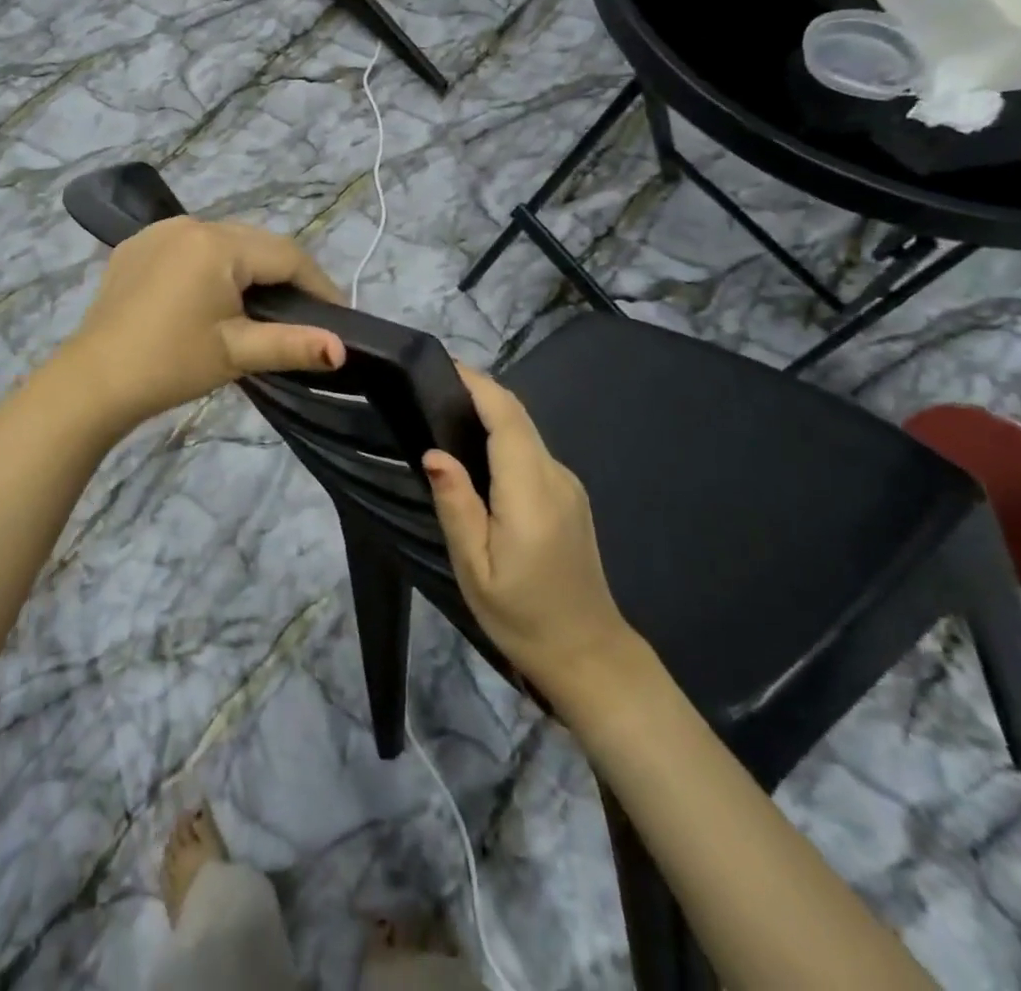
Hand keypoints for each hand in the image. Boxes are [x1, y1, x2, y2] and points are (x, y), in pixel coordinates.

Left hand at [65, 216, 345, 428]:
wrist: (94, 381)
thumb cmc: (171, 365)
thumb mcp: (237, 353)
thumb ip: (293, 344)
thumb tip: (342, 349)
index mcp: (217, 244)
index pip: (286, 255)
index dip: (318, 284)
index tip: (338, 315)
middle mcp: (189, 224)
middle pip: (255, 243)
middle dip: (285, 275)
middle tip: (304, 313)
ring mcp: (158, 232)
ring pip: (223, 242)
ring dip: (248, 268)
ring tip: (262, 306)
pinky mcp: (136, 247)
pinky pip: (189, 247)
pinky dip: (211, 266)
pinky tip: (211, 296)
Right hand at [423, 365, 635, 696]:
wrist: (588, 655)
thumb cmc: (522, 616)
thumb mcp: (474, 568)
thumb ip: (456, 505)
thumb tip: (435, 453)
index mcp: (531, 492)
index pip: (507, 418)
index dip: (477, 384)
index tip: (442, 365)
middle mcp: (556, 476)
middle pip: (518, 416)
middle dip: (480, 390)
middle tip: (432, 384)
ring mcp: (568, 485)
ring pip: (526, 431)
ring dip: (491, 412)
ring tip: (445, 412)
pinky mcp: (569, 496)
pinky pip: (532, 451)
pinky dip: (504, 436)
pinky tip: (476, 451)